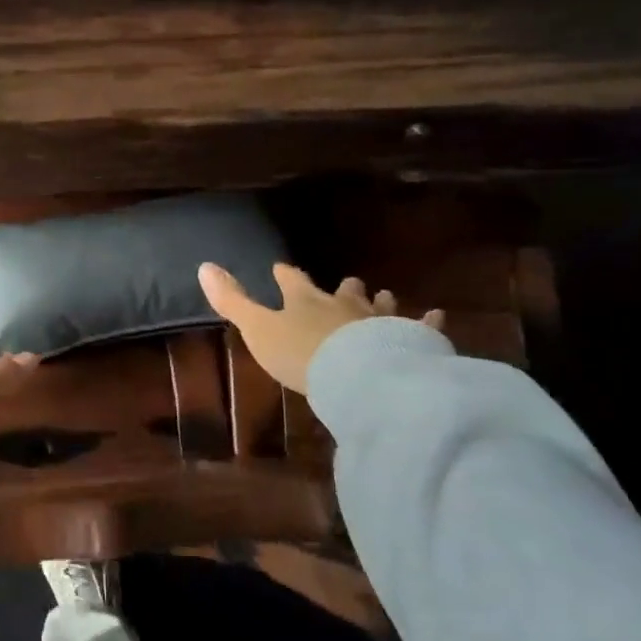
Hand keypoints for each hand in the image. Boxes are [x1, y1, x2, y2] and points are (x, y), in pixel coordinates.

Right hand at [199, 262, 444, 393]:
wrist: (360, 375)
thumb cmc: (301, 354)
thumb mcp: (257, 329)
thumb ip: (232, 301)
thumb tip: (203, 265)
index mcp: (305, 300)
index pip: (292, 281)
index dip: (285, 274)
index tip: (280, 267)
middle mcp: (343, 304)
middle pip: (342, 290)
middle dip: (342, 287)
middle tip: (347, 282)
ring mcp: (379, 320)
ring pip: (380, 305)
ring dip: (380, 300)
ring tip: (385, 294)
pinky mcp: (409, 339)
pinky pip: (422, 326)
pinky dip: (428, 321)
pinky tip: (437, 315)